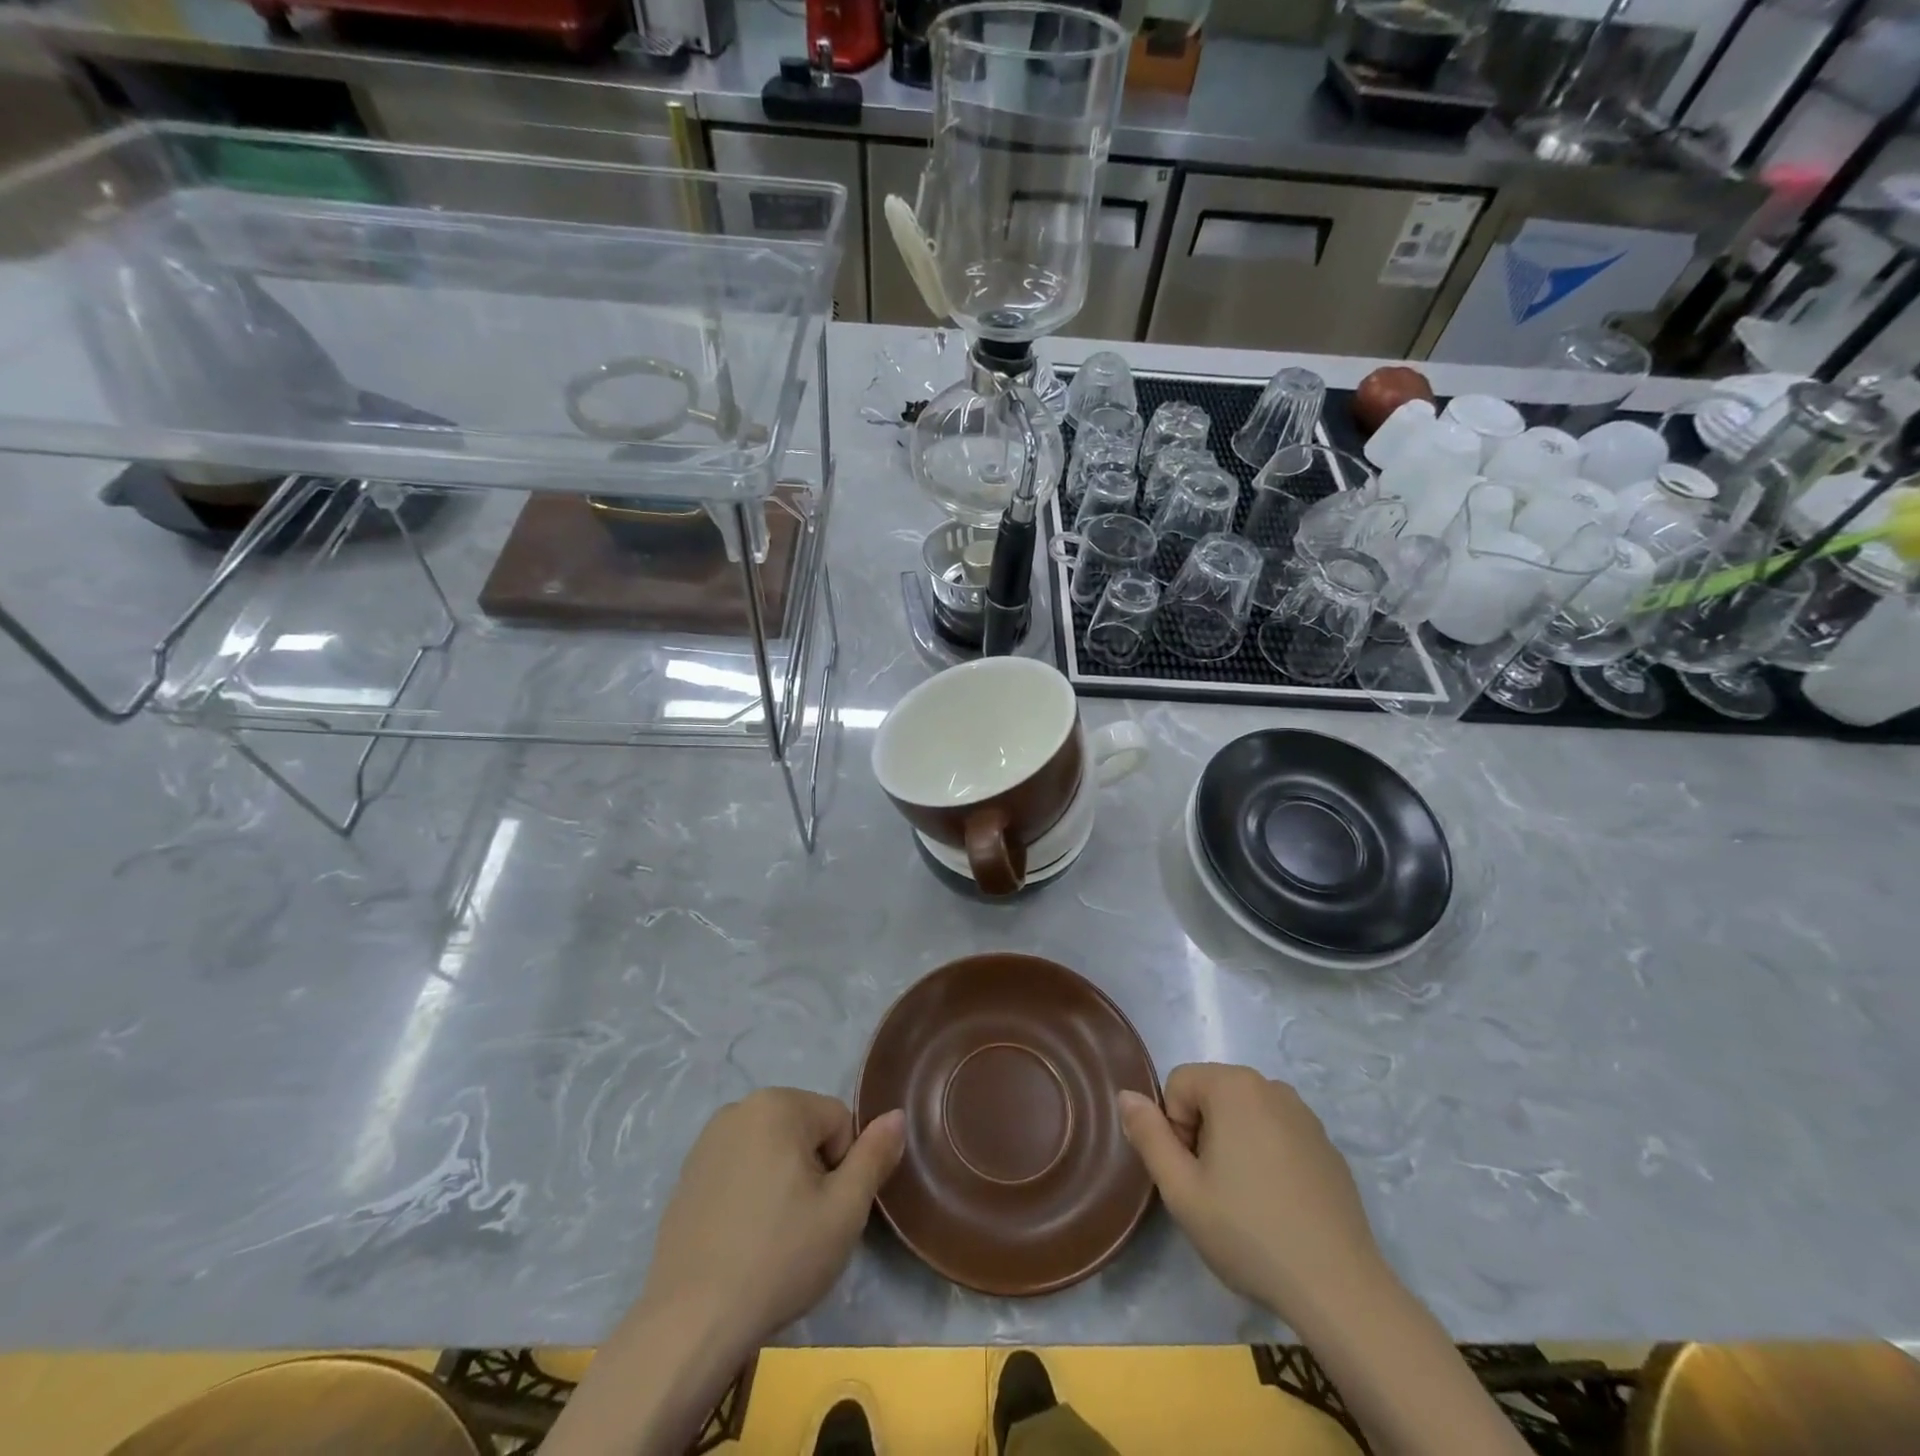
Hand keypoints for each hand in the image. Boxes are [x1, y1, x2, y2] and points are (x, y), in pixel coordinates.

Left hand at [641, 1089, 905, 1348]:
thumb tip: (896, 1115)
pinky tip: (743, 1241)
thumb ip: (875, 1155)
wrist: (690, 1323)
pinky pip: (739, 1171)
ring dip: (782, 1182)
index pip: (839, 1121)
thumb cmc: (779, 1258)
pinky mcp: (687, 1176)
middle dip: (813, 1171)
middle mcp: (740, 1108)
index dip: (844, 1168)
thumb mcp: (845, 1210)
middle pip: (804, 1131)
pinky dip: (750, 1195)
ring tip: (773, 1237)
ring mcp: (707, 1142)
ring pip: (772, 1151)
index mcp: (778, 1104)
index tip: (827, 1212)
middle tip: (804, 1227)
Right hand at [1119, 1064, 1381, 1316]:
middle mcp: (1271, 1086)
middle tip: (1213, 1190)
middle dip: (1202, 1132)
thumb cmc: (1248, 1232)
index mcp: (1234, 1086)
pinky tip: (1278, 1206)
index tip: (1192, 1174)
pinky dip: (1267, 1156)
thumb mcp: (1181, 1189)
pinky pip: (1278, 1133)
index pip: (1178, 1083)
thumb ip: (1147, 1135)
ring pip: (1244, 1113)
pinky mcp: (1327, 1146)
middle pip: (1212, 1094)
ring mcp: (1305, 1115)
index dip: (1173, 1128)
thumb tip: (1126, 1095)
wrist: (1338, 1287)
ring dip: (1233, 1143)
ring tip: (1245, 1199)